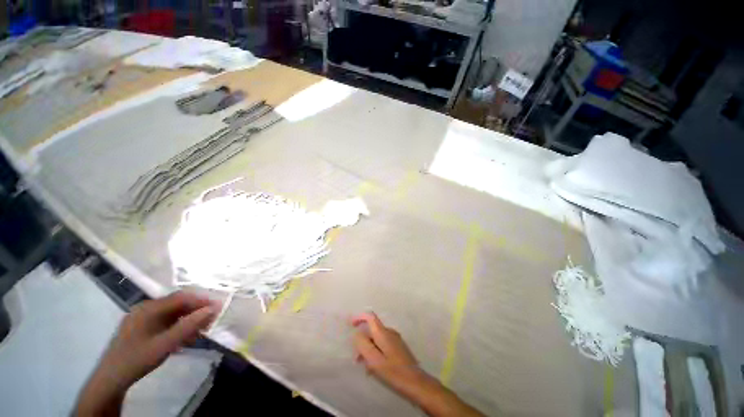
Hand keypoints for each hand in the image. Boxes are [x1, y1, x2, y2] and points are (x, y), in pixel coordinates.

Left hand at [75, 292, 218, 415]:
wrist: (111, 379)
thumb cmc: (138, 359)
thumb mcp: (165, 344)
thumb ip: (189, 326)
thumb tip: (213, 309)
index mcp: (149, 308)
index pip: (181, 298)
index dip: (201, 301)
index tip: (217, 307)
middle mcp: (146, 308)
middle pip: (177, 304)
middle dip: (195, 311)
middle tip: (210, 321)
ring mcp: (142, 318)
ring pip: (172, 314)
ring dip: (188, 320)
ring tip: (200, 332)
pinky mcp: (142, 328)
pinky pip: (165, 322)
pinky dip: (178, 327)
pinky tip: (184, 338)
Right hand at [351, 312, 482, 416]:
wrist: (416, 382)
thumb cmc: (393, 371)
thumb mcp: (374, 359)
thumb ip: (363, 344)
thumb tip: (356, 333)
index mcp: (383, 333)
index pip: (370, 316)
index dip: (359, 317)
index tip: (350, 324)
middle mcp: (390, 332)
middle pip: (372, 330)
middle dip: (363, 340)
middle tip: (357, 357)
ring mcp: (395, 339)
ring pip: (377, 339)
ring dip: (369, 349)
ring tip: (365, 366)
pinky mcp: (398, 347)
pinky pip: (383, 344)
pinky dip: (376, 352)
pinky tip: (375, 367)